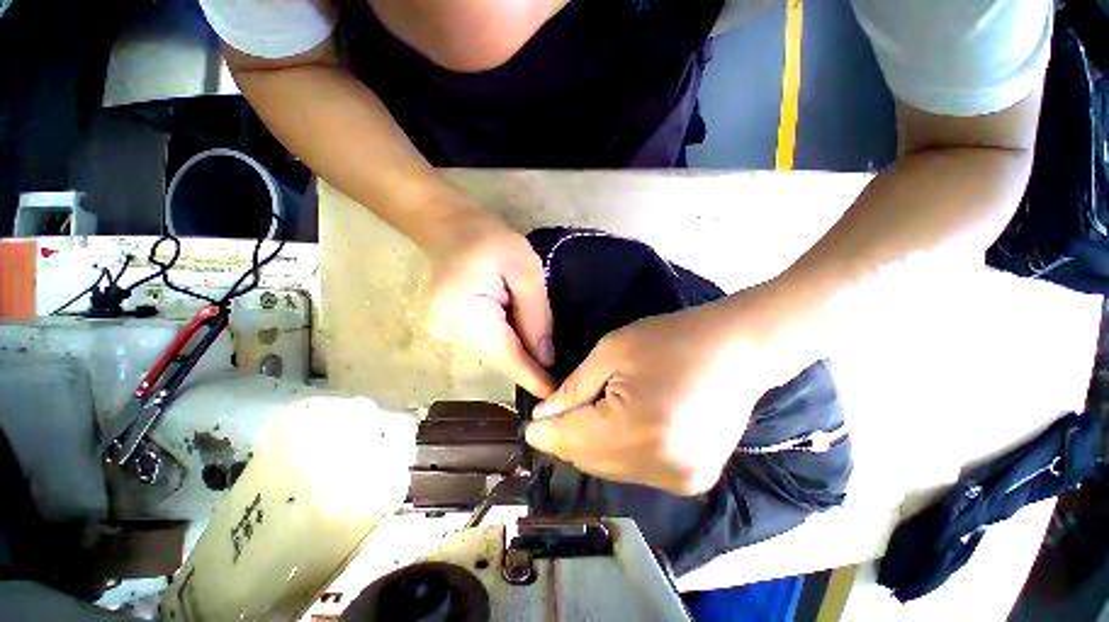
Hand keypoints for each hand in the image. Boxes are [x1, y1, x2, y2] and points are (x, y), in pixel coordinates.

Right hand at [421, 205, 555, 397]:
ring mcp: (446, 333)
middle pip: (499, 359)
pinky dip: (509, 346)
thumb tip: (546, 358)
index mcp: (465, 315)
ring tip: (549, 363)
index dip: (533, 379)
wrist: (450, 226)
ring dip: (520, 357)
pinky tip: (526, 345)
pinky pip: (487, 345)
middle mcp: (449, 332)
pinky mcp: (451, 329)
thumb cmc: (490, 240)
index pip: (506, 357)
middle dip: (531, 369)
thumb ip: (536, 317)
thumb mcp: (525, 271)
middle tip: (561, 378)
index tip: (557, 398)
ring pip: (494, 354)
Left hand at [526, 285, 814, 494]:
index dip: (545, 434)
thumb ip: (572, 389)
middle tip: (556, 415)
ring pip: (610, 470)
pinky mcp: (693, 481)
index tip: (531, 425)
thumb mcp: (612, 352)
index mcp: (636, 429)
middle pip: (588, 461)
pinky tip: (620, 427)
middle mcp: (659, 466)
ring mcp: (680, 480)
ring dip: (591, 447)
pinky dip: (618, 453)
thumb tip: (544, 416)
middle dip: (566, 439)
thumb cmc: (669, 339)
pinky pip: (636, 471)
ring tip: (588, 416)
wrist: (736, 350)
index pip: (570, 442)